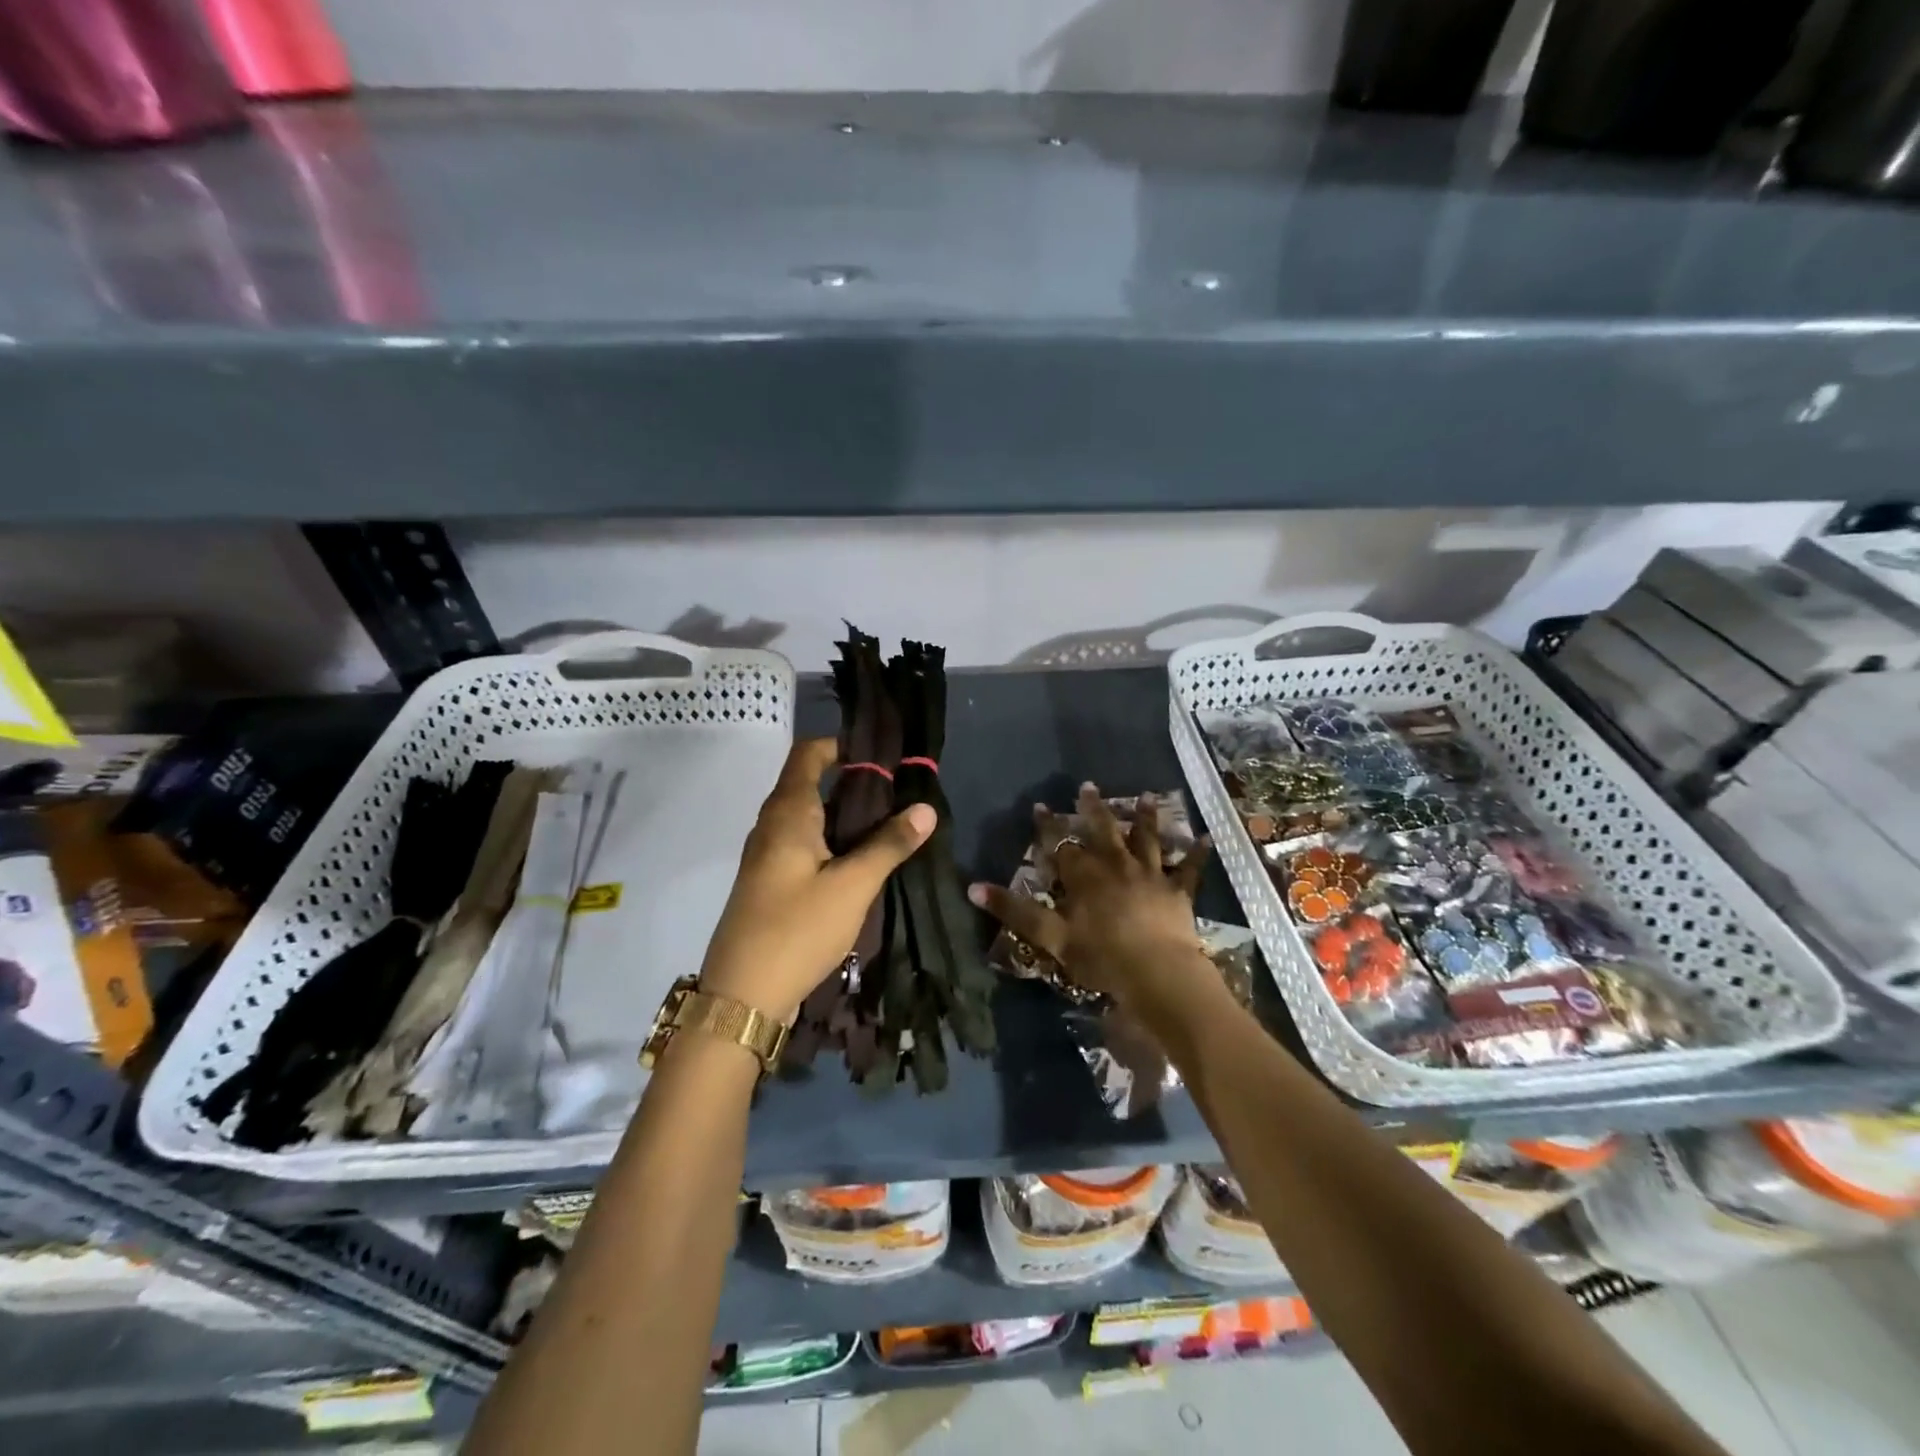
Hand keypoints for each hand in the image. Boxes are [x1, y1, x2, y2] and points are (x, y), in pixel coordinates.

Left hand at [699, 737, 934, 1022]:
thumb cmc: (796, 930)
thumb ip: (889, 845)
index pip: (809, 753)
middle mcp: (772, 825)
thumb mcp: (852, 886)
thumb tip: (925, 808)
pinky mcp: (770, 882)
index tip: (883, 755)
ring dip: (844, 814)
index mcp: (787, 813)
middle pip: (810, 782)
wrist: (741, 997)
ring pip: (808, 816)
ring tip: (889, 822)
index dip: (842, 745)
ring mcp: (767, 855)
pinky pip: (804, 844)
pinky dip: (832, 840)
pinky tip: (861, 860)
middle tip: (899, 791)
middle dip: (852, 781)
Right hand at [968, 785, 1212, 1010]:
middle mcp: (1117, 866)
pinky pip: (1189, 869)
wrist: (1157, 974)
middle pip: (1103, 831)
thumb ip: (1014, 911)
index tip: (1040, 805)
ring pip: (1146, 840)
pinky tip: (1207, 838)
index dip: (1049, 826)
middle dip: (1093, 809)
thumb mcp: (1050, 937)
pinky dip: (1197, 854)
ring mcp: (1150, 876)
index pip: (1061, 844)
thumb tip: (973, 888)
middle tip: (1088, 786)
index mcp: (1085, 877)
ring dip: (1145, 817)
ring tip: (1146, 795)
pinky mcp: (1178, 892)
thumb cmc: (1100, 957)